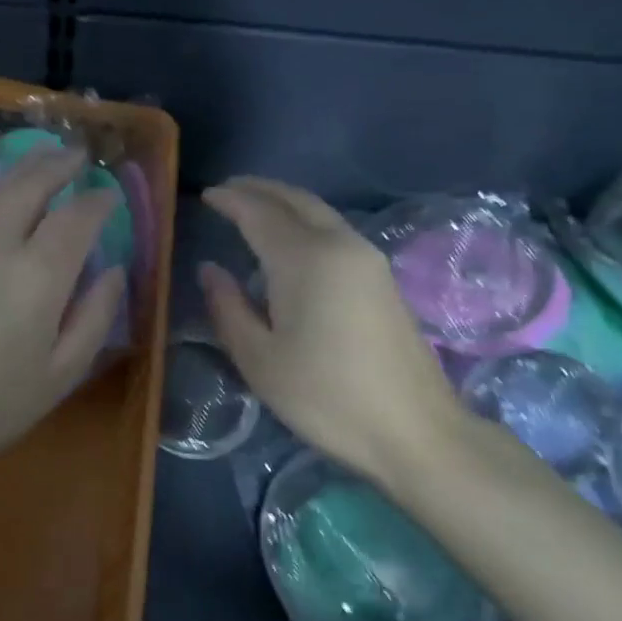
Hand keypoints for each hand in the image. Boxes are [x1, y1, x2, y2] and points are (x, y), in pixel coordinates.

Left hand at [0, 147, 125, 502]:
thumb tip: (114, 272)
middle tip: (76, 153)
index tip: (109, 193)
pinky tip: (5, 207)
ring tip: (45, 164)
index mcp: (38, 275)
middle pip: (30, 185)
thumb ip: (94, 316)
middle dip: (57, 163)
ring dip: (26, 172)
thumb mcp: (61, 374)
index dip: (97, 200)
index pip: (76, 217)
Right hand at [199, 177, 467, 484]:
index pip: (259, 213)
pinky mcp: (382, 277)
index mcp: (305, 260)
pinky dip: (305, 220)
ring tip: (254, 207)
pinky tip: (291, 240)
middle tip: (228, 190)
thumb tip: (210, 270)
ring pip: (319, 211)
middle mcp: (339, 245)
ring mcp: (367, 259)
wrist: (415, 430)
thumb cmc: (326, 397)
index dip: (230, 201)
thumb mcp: (260, 359)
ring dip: (284, 202)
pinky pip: (334, 229)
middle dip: (259, 189)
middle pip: (295, 200)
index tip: (206, 195)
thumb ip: (228, 307)